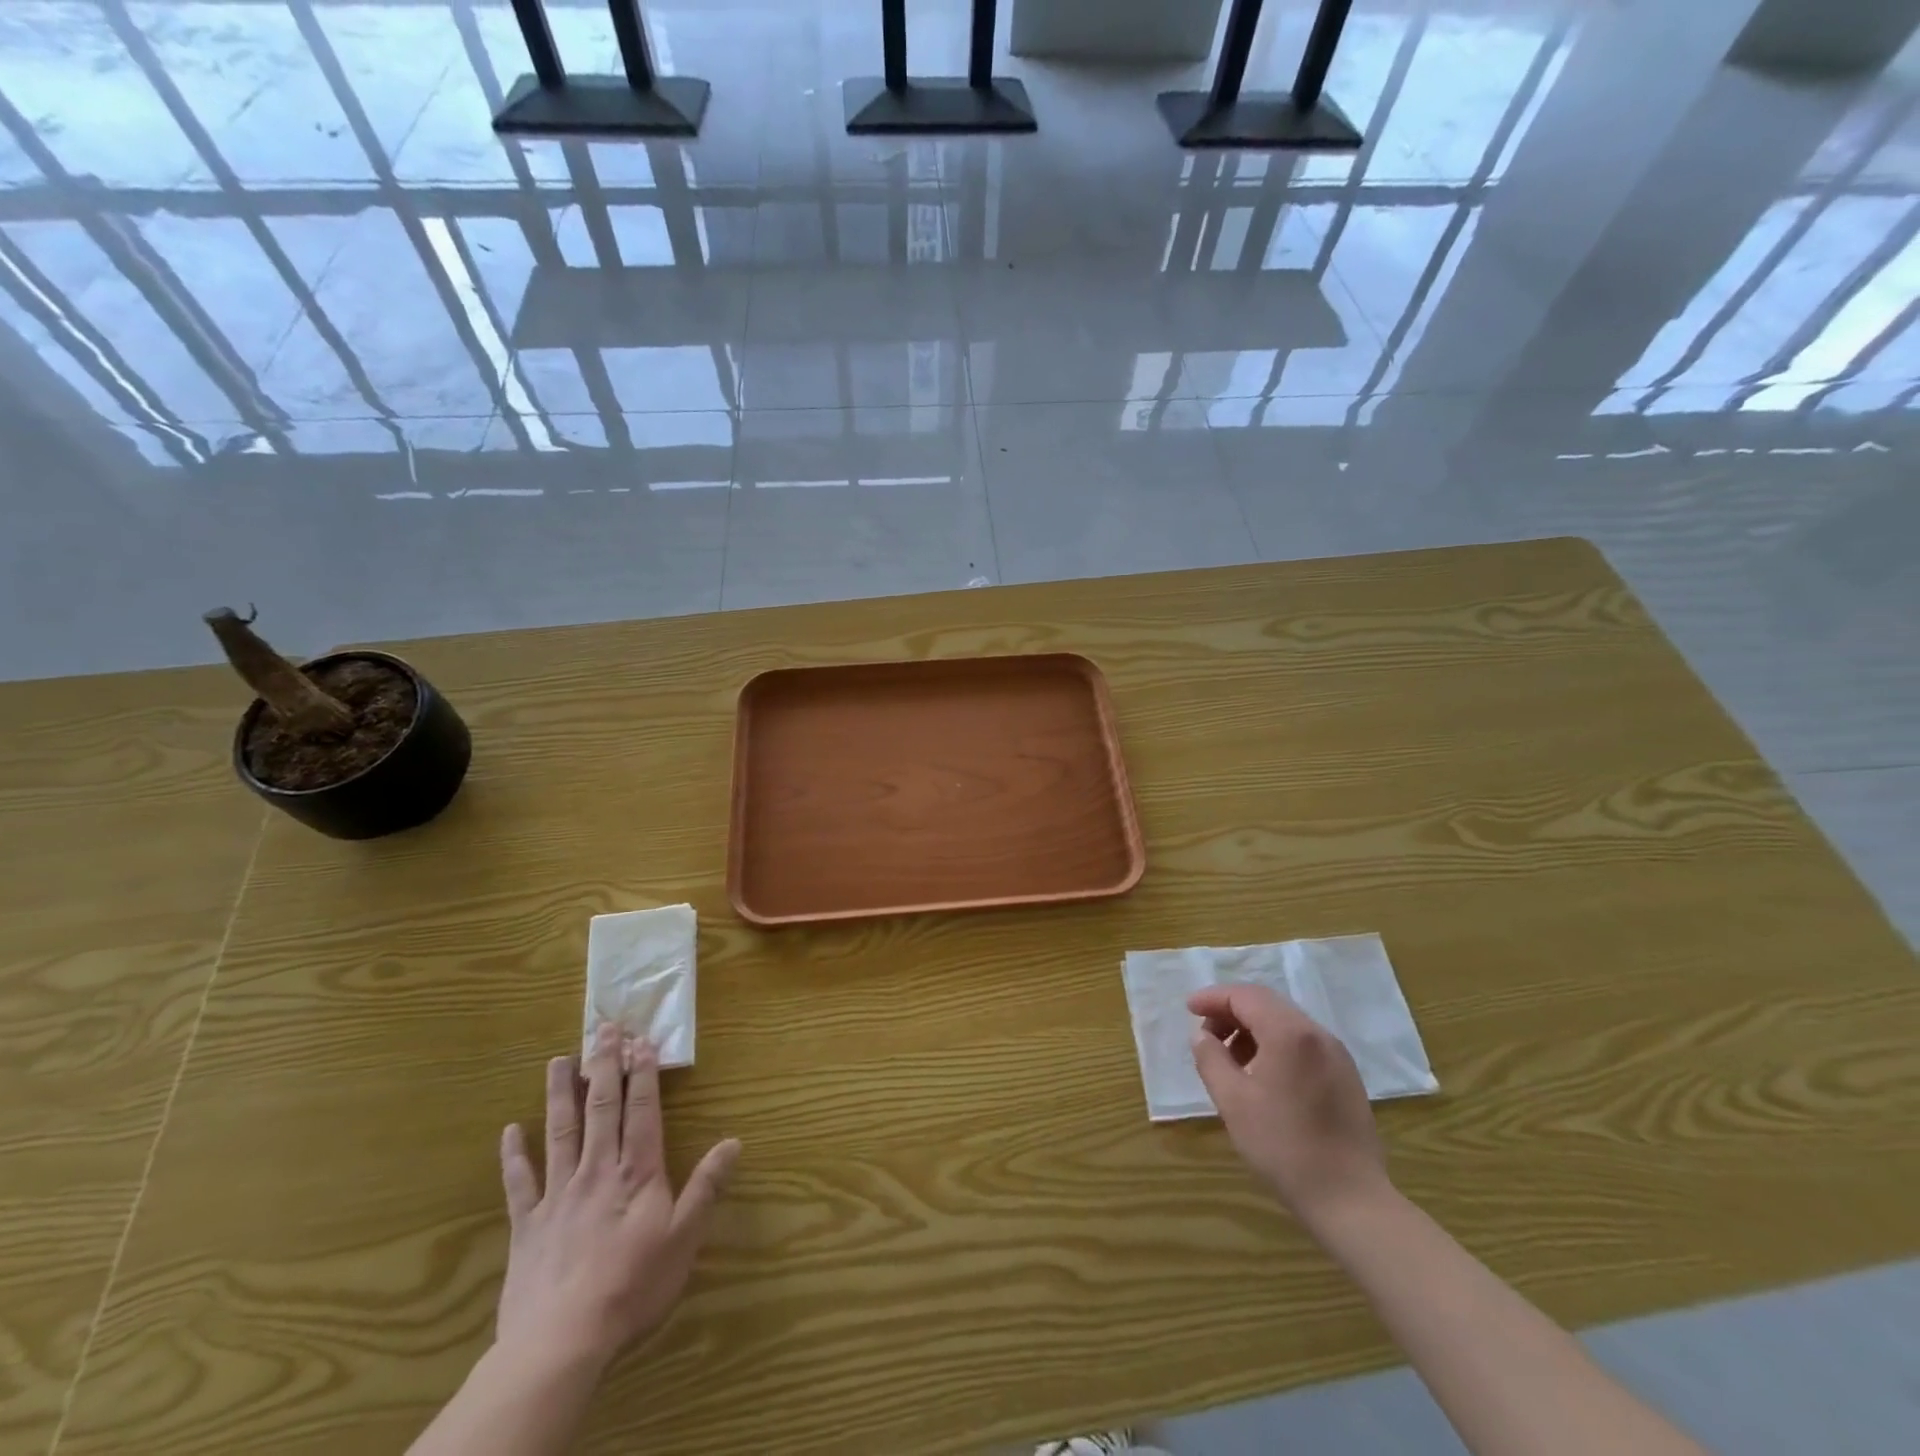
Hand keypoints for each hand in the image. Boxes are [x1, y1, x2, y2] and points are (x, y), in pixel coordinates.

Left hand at [496, 1024, 740, 1372]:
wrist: (560, 1344)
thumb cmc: (632, 1288)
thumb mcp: (684, 1239)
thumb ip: (706, 1187)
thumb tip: (734, 1141)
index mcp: (636, 1172)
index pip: (642, 1110)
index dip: (643, 1073)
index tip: (642, 1040)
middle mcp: (597, 1171)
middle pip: (601, 1108)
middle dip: (604, 1066)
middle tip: (603, 1030)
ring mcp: (558, 1195)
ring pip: (560, 1132)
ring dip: (561, 1094)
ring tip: (559, 1060)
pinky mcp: (527, 1225)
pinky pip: (519, 1183)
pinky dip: (513, 1155)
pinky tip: (509, 1130)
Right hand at [1188, 983, 1389, 1224]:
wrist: (1350, 1200)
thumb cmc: (1283, 1147)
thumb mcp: (1233, 1101)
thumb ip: (1211, 1058)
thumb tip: (1202, 1035)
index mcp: (1289, 1033)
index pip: (1244, 996)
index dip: (1213, 998)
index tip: (1188, 1010)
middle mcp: (1317, 1034)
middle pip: (1266, 1004)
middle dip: (1231, 1012)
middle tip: (1206, 1034)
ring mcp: (1337, 1055)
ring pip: (1286, 1023)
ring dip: (1252, 1030)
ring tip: (1230, 1060)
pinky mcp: (1346, 1077)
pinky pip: (1303, 1044)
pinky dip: (1275, 1045)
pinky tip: (1261, 1076)